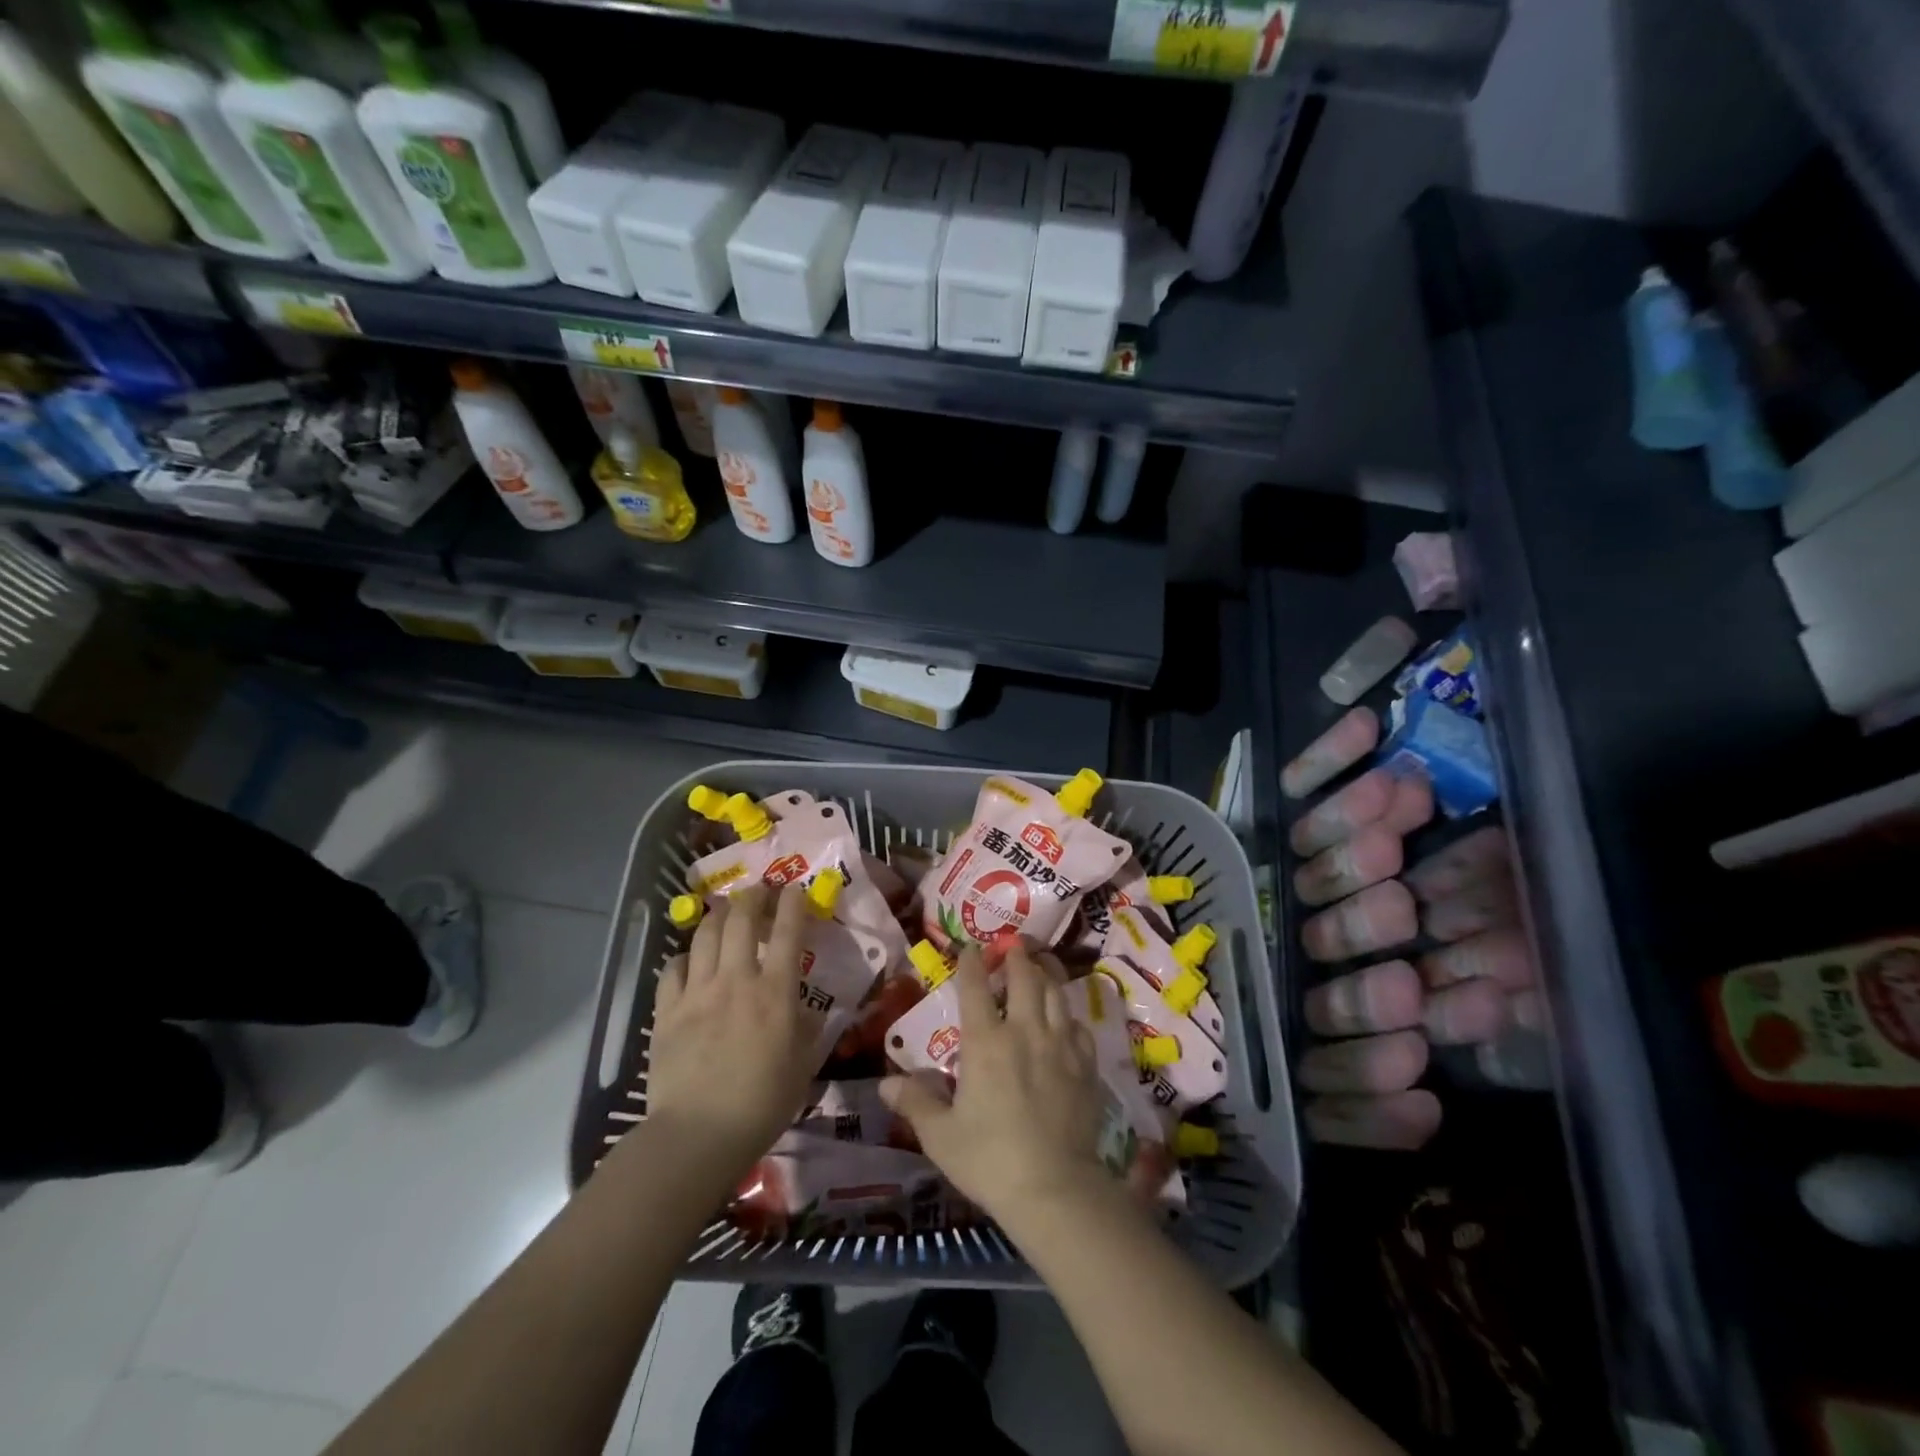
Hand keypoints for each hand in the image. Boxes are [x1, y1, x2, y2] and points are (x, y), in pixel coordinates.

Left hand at [644, 883, 823, 1181]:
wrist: (698, 1133)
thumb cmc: (762, 1103)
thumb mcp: (803, 1067)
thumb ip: (808, 1032)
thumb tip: (810, 1012)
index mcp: (775, 992)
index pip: (788, 933)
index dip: (792, 904)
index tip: (795, 888)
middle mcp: (736, 980)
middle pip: (741, 921)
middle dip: (752, 897)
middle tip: (759, 890)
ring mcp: (698, 992)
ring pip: (705, 936)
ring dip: (717, 916)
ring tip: (724, 910)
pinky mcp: (667, 1011)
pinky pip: (673, 970)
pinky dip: (684, 957)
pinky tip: (689, 960)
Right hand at [881, 946, 1106, 1219]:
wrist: (1054, 1189)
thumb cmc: (989, 1160)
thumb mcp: (941, 1135)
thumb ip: (915, 1102)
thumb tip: (885, 1084)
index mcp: (985, 1043)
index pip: (976, 988)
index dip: (971, 963)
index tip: (969, 948)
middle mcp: (1025, 1031)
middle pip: (1025, 978)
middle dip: (1017, 957)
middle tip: (1013, 945)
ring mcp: (1060, 1045)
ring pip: (1057, 993)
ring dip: (1047, 973)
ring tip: (1043, 963)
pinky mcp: (1085, 1065)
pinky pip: (1079, 1026)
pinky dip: (1069, 1013)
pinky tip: (1066, 1017)